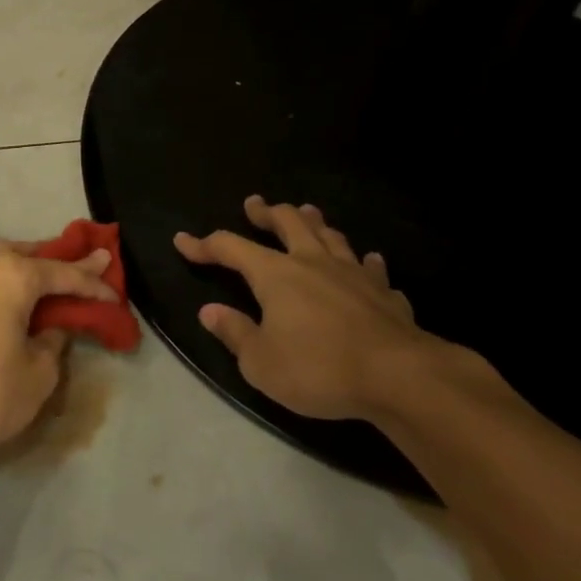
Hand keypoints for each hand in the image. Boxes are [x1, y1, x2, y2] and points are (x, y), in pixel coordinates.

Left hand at [0, 241, 117, 457]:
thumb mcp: (39, 372)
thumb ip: (53, 342)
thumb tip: (50, 330)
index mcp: (14, 274)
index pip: (64, 274)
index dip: (93, 285)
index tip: (115, 295)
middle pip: (32, 255)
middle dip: (62, 262)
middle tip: (93, 262)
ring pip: (2, 260)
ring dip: (28, 264)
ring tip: (52, 272)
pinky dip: (5, 279)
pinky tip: (13, 289)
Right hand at [174, 195, 456, 420]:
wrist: (397, 376)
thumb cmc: (319, 369)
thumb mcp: (261, 362)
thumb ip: (234, 333)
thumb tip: (209, 311)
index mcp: (276, 274)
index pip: (230, 247)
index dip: (204, 244)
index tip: (183, 241)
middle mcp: (313, 262)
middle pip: (288, 222)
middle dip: (267, 212)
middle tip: (255, 204)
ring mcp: (353, 273)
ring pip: (330, 235)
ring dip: (314, 222)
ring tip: (306, 213)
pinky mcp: (384, 292)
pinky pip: (371, 268)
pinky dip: (363, 262)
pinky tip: (367, 261)